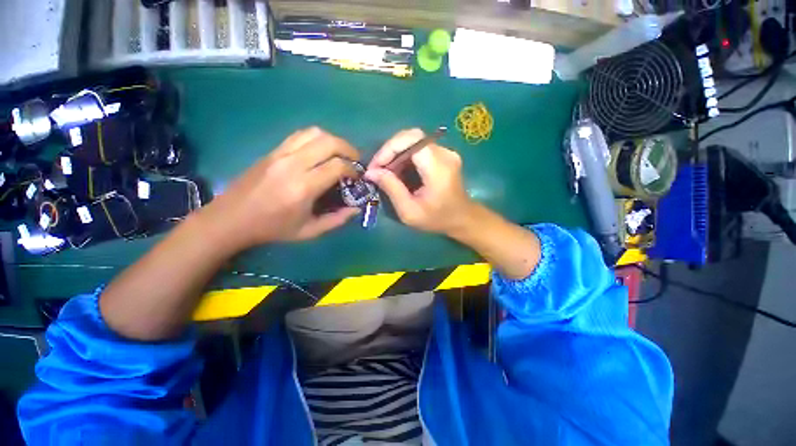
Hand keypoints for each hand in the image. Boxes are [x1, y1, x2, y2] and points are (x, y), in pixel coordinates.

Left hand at [201, 127, 360, 249]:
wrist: (231, 218)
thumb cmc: (272, 228)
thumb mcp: (309, 231)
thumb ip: (336, 220)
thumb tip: (356, 208)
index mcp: (303, 187)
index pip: (337, 166)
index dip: (353, 169)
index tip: (357, 177)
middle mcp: (293, 165)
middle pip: (329, 142)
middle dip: (348, 149)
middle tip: (355, 160)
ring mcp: (280, 154)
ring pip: (314, 133)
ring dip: (333, 140)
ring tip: (340, 154)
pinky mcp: (273, 151)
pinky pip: (300, 135)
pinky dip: (317, 139)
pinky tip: (320, 151)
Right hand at [365, 128, 475, 234]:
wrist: (462, 219)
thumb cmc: (437, 219)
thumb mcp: (410, 211)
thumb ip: (391, 189)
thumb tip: (371, 172)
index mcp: (438, 168)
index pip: (412, 140)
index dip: (389, 148)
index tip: (375, 166)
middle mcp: (445, 154)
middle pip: (412, 137)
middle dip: (390, 151)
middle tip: (378, 169)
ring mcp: (446, 152)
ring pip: (414, 141)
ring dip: (396, 154)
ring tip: (386, 173)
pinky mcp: (444, 155)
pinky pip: (419, 148)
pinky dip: (405, 158)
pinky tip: (399, 173)